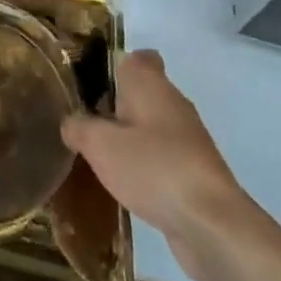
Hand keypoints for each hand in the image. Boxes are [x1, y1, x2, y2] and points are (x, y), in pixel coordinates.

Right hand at [61, 50, 243, 278]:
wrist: (210, 223)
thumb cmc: (152, 168)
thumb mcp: (100, 145)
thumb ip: (79, 127)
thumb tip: (71, 122)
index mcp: (151, 83)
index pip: (138, 57)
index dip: (115, 65)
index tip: (93, 83)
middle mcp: (173, 102)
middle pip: (142, 92)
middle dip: (116, 105)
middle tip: (86, 122)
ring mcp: (188, 137)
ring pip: (153, 125)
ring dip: (131, 137)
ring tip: (100, 156)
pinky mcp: (196, 170)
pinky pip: (163, 155)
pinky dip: (146, 164)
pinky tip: (127, 183)